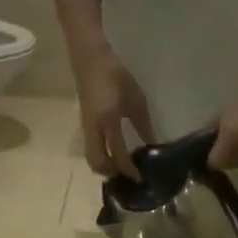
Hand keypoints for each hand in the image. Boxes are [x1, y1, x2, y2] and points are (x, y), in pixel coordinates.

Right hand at [75, 50, 153, 177]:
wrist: (89, 58)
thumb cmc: (115, 75)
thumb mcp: (136, 99)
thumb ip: (144, 126)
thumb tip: (152, 147)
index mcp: (109, 120)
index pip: (119, 154)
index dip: (130, 170)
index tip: (141, 179)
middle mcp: (94, 129)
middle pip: (98, 163)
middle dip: (113, 174)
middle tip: (129, 177)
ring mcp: (86, 128)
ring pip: (92, 158)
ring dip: (105, 167)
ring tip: (122, 169)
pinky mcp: (84, 126)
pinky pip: (91, 149)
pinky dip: (101, 157)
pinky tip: (114, 154)